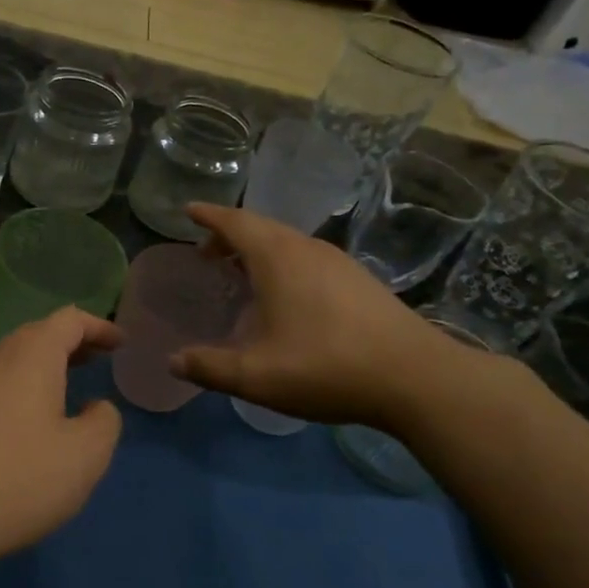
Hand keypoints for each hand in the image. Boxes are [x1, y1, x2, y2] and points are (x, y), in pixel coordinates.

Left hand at [0, 307, 123, 566]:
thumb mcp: (86, 456)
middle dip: (70, 344)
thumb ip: (104, 422)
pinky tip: (20, 425)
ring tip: (63, 391)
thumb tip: (94, 408)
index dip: (99, 327)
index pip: (70, 320)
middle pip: (36, 335)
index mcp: (31, 356)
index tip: (120, 343)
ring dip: (40, 368)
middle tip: (97, 361)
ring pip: (9, 361)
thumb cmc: (19, 479)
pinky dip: (16, 390)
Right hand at [170, 203, 484, 427]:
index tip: (188, 210)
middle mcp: (307, 249)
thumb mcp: (256, 376)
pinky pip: (307, 257)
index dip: (209, 216)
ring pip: (287, 242)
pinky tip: (285, 295)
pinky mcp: (359, 279)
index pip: (235, 222)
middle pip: (261, 228)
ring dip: (257, 249)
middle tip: (206, 253)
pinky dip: (282, 262)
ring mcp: (338, 262)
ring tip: (239, 272)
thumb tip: (173, 361)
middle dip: (229, 234)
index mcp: (278, 258)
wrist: (415, 377)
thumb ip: (209, 367)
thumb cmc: (326, 367)